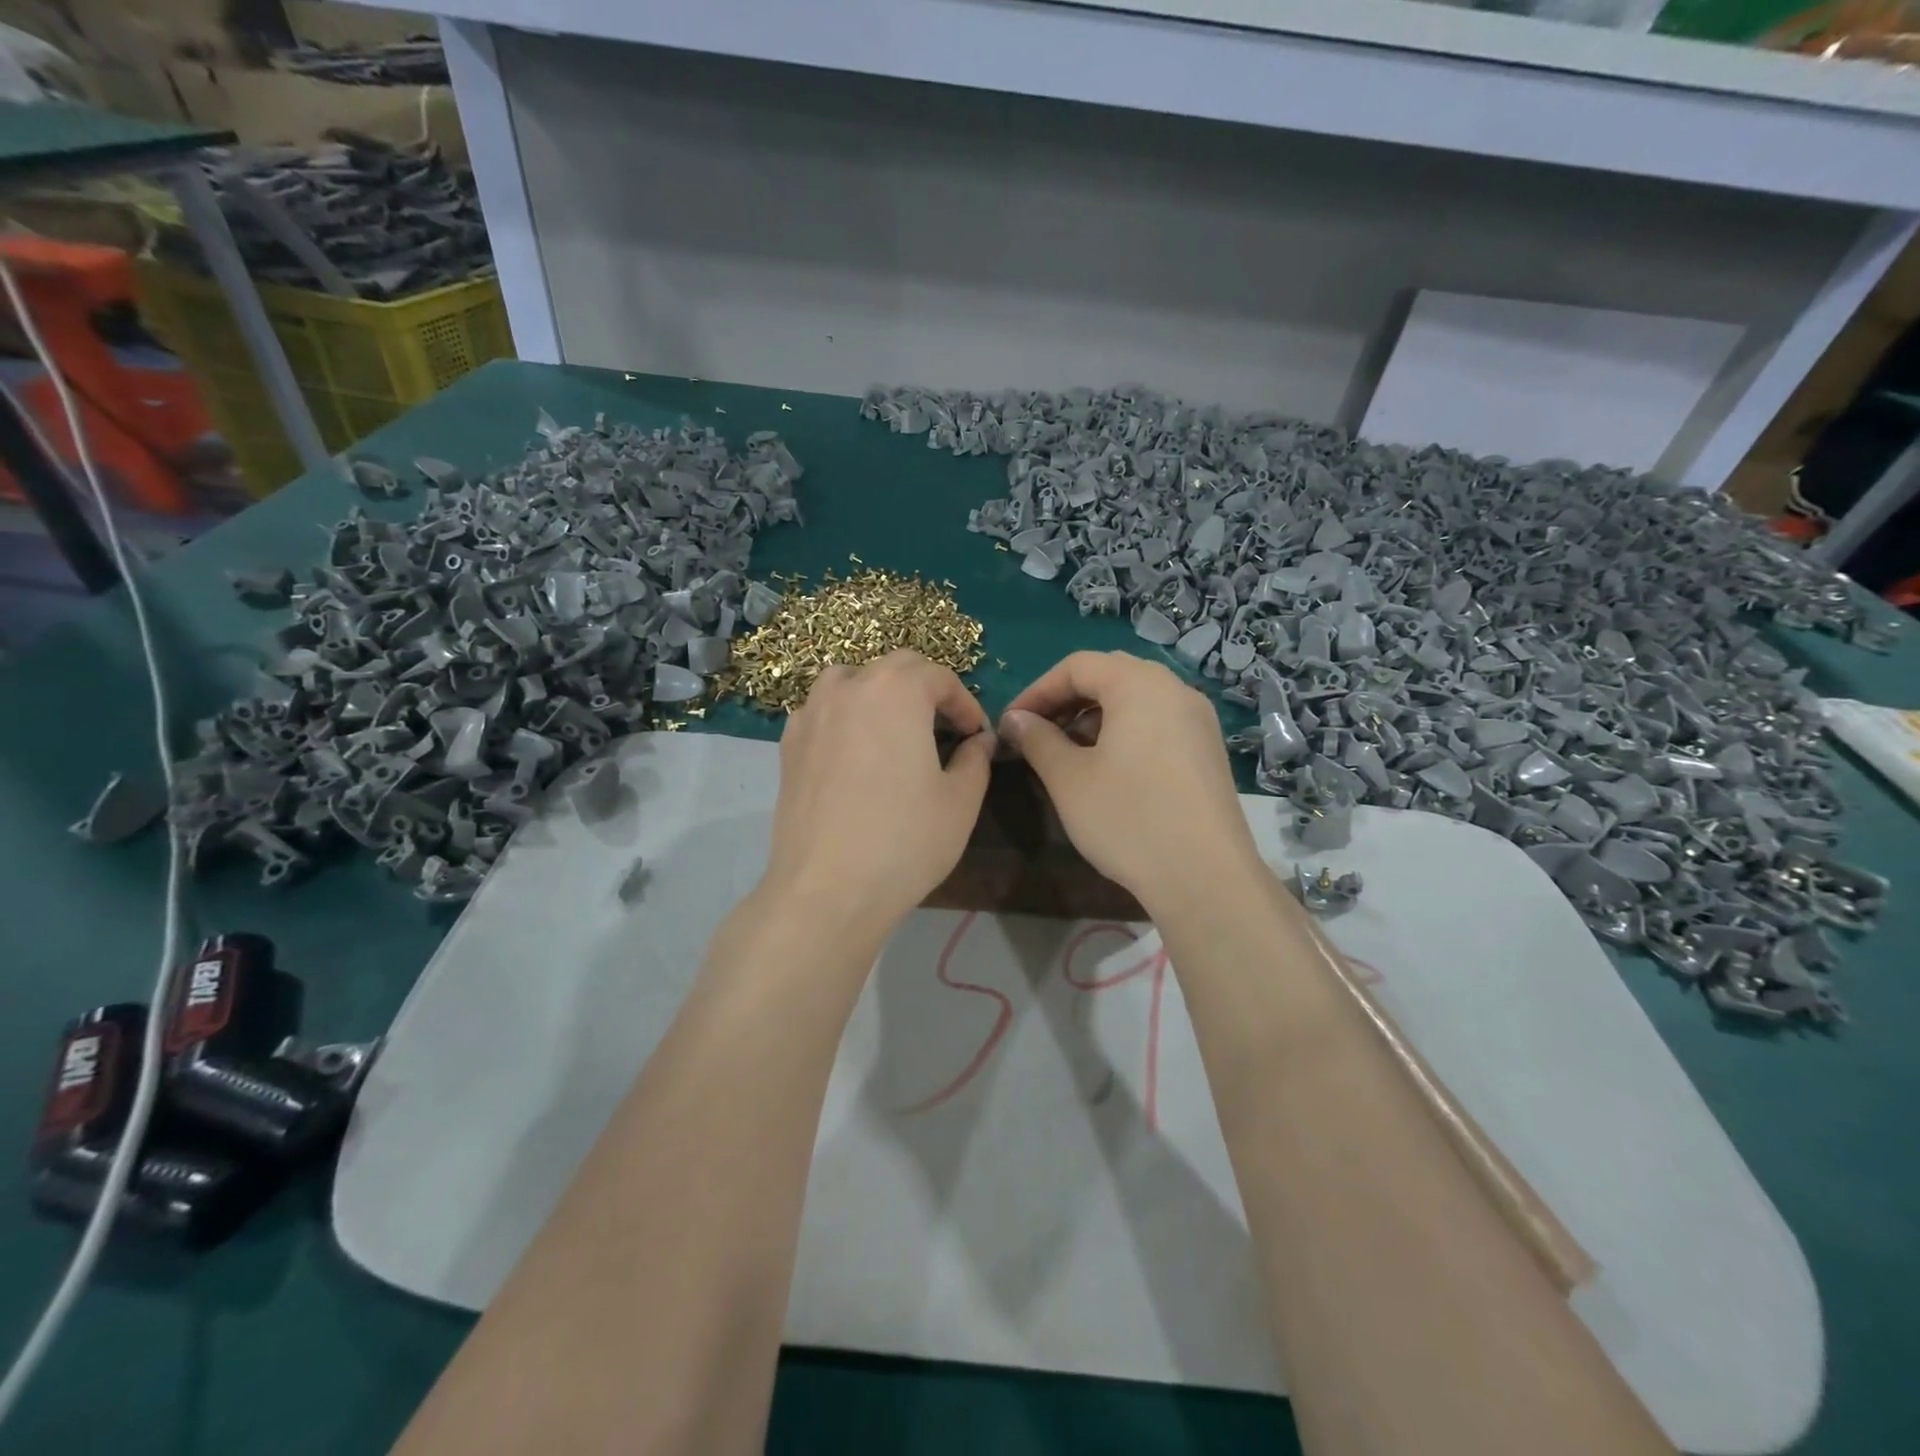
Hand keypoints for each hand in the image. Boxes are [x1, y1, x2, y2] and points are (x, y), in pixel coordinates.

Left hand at [760, 650, 993, 936]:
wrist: (826, 890)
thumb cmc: (905, 841)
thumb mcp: (960, 801)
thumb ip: (976, 759)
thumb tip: (980, 741)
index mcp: (896, 690)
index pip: (939, 676)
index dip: (965, 703)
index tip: (976, 735)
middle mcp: (849, 687)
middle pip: (895, 668)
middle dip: (926, 689)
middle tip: (944, 728)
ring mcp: (811, 713)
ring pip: (851, 681)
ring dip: (880, 693)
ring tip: (896, 730)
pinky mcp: (788, 744)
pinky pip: (823, 710)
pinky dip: (847, 716)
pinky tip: (857, 753)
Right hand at [1001, 651, 1262, 914]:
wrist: (1206, 877)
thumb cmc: (1128, 818)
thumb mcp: (1068, 778)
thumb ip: (1037, 739)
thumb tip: (1015, 720)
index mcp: (1140, 684)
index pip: (1077, 665)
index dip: (1037, 690)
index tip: (1011, 723)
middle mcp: (1175, 690)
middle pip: (1110, 675)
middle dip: (1067, 700)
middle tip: (1037, 733)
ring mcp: (1198, 720)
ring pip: (1136, 700)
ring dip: (1095, 717)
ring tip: (1067, 754)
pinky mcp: (1208, 750)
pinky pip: (1158, 723)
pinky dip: (1125, 732)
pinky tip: (1107, 769)